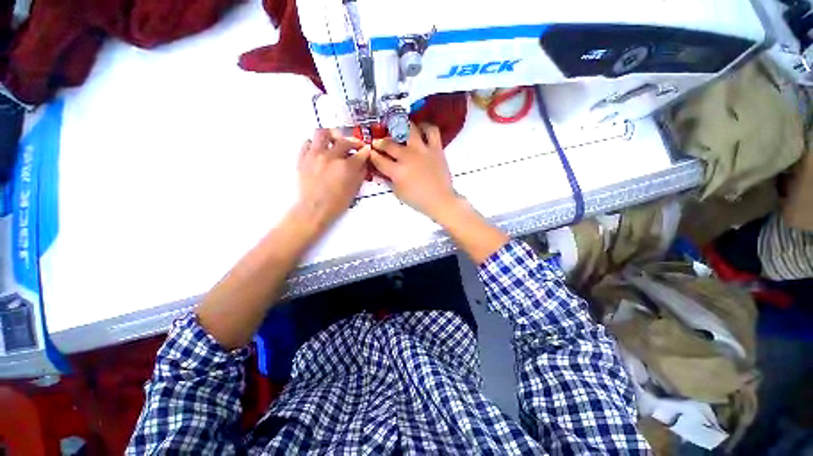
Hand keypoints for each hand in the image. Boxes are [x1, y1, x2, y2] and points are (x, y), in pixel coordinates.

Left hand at [294, 129, 369, 230]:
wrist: (314, 208)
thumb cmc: (337, 202)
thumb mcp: (354, 189)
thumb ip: (360, 174)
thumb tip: (363, 163)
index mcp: (346, 166)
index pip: (360, 154)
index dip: (366, 151)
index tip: (367, 150)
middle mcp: (331, 156)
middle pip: (344, 141)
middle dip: (353, 142)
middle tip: (355, 147)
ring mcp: (315, 155)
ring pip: (322, 134)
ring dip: (332, 136)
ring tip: (335, 141)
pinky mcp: (303, 157)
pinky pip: (307, 142)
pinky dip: (315, 144)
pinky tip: (320, 150)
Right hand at [369, 123, 457, 218]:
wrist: (440, 200)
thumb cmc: (418, 200)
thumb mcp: (398, 193)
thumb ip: (389, 180)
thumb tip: (382, 171)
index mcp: (397, 171)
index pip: (379, 160)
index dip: (372, 155)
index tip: (370, 152)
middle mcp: (407, 157)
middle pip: (389, 144)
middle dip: (380, 142)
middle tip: (379, 142)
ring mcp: (422, 150)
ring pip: (409, 130)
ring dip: (401, 128)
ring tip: (399, 129)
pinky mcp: (435, 148)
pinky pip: (432, 131)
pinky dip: (426, 127)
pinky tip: (421, 129)